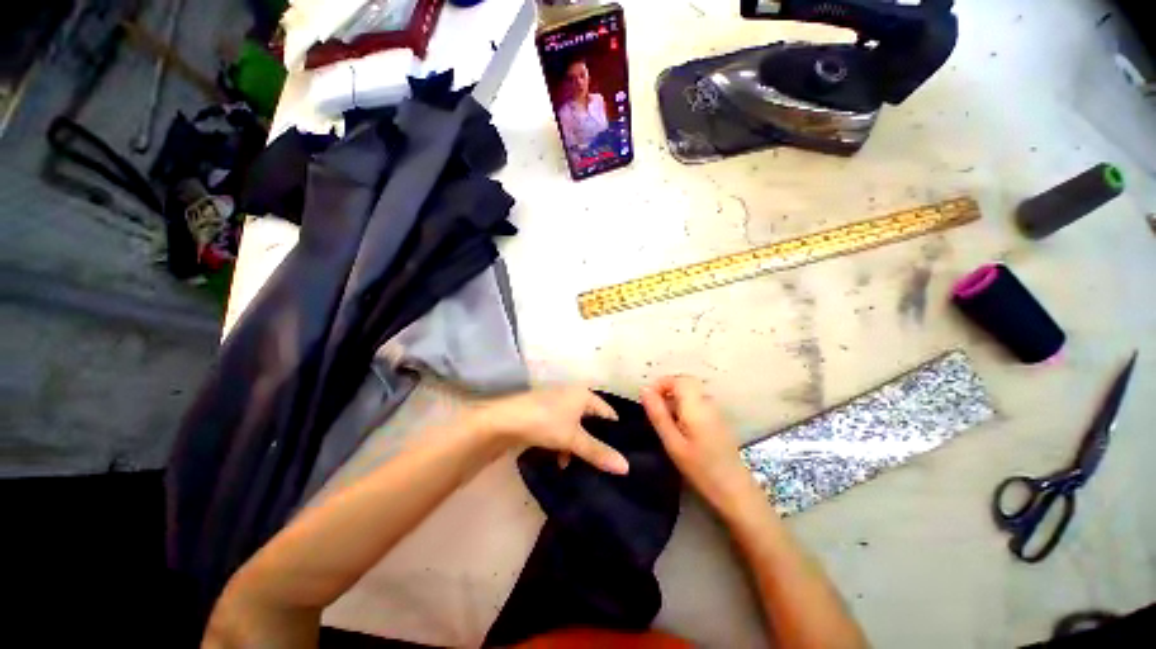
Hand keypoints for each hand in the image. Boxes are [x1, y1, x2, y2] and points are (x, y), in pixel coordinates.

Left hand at [468, 387, 628, 474]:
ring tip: (575, 465)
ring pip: (575, 427)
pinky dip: (563, 443)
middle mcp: (572, 395)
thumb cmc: (545, 422)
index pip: (607, 412)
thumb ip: (598, 452)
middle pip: (590, 421)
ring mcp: (557, 404)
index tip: (621, 452)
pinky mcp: (544, 414)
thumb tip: (626, 467)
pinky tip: (560, 460)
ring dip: (576, 446)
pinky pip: (562, 429)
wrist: (505, 420)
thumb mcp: (573, 438)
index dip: (614, 432)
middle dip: (593, 441)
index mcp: (583, 394)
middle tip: (601, 462)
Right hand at [642, 376, 758, 513]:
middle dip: (666, 389)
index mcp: (696, 405)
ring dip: (674, 398)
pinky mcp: (718, 420)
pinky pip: (697, 402)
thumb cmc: (700, 468)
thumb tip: (644, 389)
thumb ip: (658, 414)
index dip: (660, 383)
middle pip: (685, 382)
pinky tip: (678, 427)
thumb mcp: (672, 442)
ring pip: (691, 392)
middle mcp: (708, 402)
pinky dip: (684, 406)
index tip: (647, 399)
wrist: (734, 490)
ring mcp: (715, 410)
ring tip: (663, 419)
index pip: (678, 379)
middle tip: (653, 408)